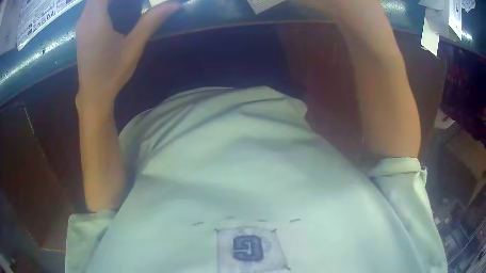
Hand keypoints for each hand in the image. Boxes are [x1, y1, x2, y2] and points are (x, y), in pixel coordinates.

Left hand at [76, 0, 179, 106]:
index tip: (139, 0)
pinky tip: (118, 9)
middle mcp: (85, 18)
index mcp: (96, 19)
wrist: (93, 94)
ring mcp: (82, 24)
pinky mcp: (83, 30)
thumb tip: (175, 4)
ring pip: (95, 0)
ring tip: (130, 5)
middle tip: (138, 2)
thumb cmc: (111, 72)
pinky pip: (93, 6)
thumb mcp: (133, 46)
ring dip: (111, 0)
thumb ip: (151, 21)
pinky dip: (105, 4)